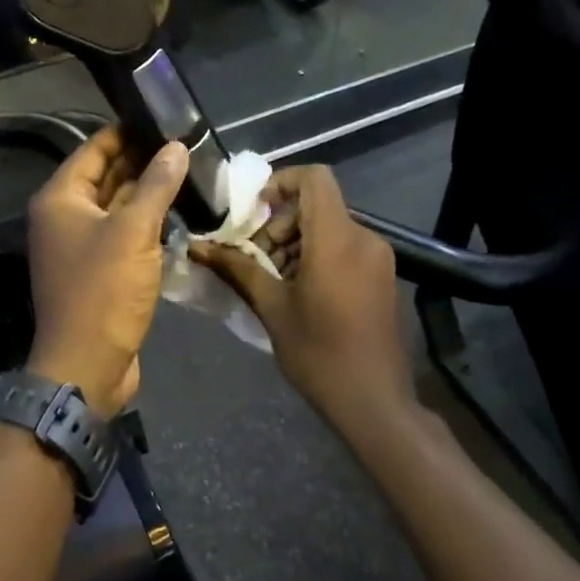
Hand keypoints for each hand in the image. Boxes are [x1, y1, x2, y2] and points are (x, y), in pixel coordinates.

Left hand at [26, 126, 187, 417]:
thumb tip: (176, 147)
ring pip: (117, 207)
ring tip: (189, 172)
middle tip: (185, 145)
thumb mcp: (134, 232)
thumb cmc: (103, 292)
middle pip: (106, 177)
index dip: (126, 133)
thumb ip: (156, 186)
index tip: (163, 119)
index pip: (93, 150)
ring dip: (147, 193)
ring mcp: (81, 246)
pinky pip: (123, 235)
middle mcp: (65, 217)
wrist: (87, 365)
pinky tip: (178, 213)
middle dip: (142, 161)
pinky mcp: (99, 271)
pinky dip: (146, 223)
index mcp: (61, 199)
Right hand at [191, 165, 412, 425]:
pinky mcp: (382, 276)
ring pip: (329, 228)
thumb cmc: (319, 353)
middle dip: (280, 224)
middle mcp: (364, 238)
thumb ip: (237, 269)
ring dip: (296, 243)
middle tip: (255, 260)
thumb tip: (197, 247)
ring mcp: (378, 258)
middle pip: (317, 205)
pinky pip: (344, 247)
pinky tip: (299, 291)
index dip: (281, 182)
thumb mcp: (271, 308)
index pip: (314, 178)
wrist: (374, 401)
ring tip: (273, 280)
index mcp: (337, 239)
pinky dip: (317, 256)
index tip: (254, 213)